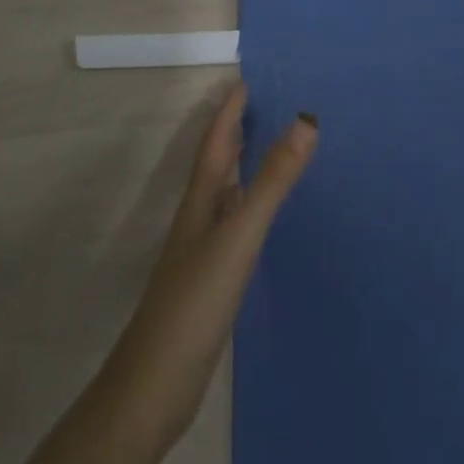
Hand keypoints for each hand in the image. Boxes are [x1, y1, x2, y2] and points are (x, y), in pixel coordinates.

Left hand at [99, 82, 318, 453]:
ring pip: (224, 194)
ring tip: (267, 152)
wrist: (158, 382)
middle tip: (262, 106)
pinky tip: (260, 221)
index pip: (216, 142)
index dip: (229, 111)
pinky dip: (248, 208)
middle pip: (217, 163)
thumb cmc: (197, 300)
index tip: (245, 80)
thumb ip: (273, 180)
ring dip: (242, 168)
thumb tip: (305, 121)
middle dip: (234, 132)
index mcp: (201, 200)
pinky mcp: (210, 281)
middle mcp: (199, 217)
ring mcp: (201, 251)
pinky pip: (233, 226)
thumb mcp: (240, 234)